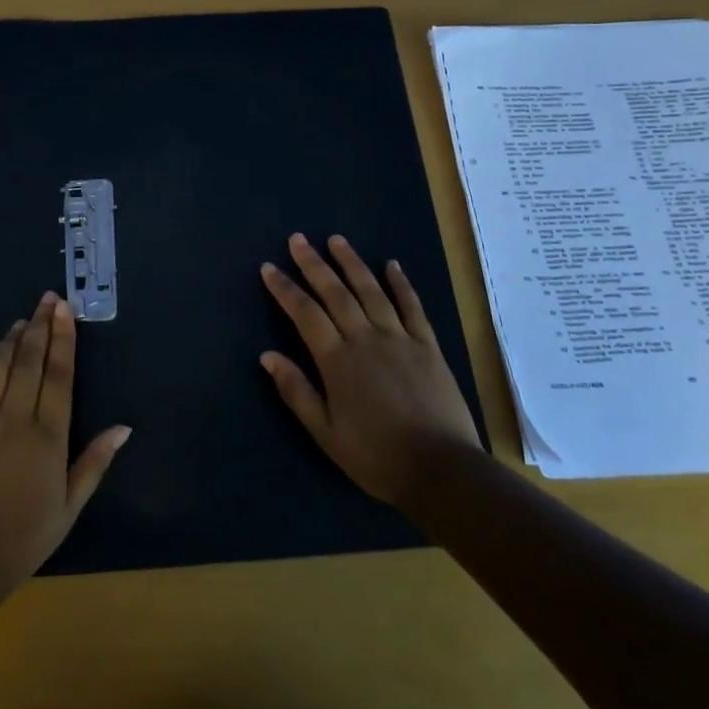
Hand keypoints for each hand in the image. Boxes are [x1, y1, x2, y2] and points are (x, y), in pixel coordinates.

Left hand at [0, 293, 129, 603]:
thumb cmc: (22, 539)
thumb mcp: (69, 508)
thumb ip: (95, 462)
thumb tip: (123, 427)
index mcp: (48, 435)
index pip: (59, 374)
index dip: (63, 338)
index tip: (64, 309)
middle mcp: (13, 417)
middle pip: (28, 360)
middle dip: (40, 326)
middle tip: (47, 300)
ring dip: (9, 340)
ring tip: (20, 323)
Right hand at [260, 233, 481, 512]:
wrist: (440, 469)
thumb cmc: (376, 456)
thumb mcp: (326, 432)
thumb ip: (297, 391)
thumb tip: (268, 356)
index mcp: (337, 360)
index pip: (305, 314)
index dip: (285, 289)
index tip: (269, 267)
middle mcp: (366, 338)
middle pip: (336, 292)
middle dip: (314, 264)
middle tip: (298, 239)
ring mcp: (400, 338)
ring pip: (371, 291)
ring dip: (352, 263)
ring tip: (337, 240)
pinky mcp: (428, 345)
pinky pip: (412, 306)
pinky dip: (401, 284)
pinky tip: (392, 265)